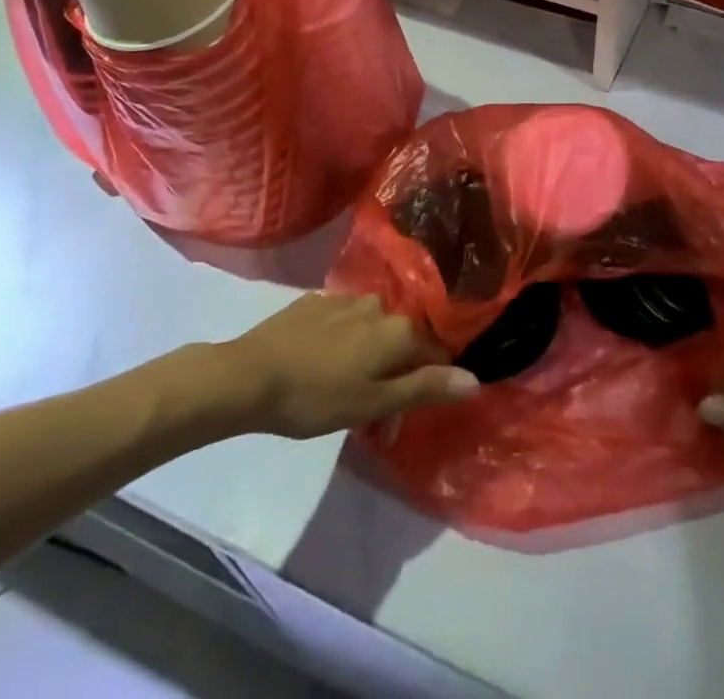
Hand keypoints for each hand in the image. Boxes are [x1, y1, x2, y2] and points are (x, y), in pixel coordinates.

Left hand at [182, 293, 477, 441]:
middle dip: (393, 380)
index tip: (398, 423)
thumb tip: (475, 379)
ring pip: (372, 333)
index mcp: (399, 329)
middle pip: (402, 344)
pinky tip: (320, 368)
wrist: (249, 375)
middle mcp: (380, 305)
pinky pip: (343, 324)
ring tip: (341, 396)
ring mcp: (346, 299)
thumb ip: (426, 388)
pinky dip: (343, 346)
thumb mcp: (374, 402)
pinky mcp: (315, 302)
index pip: (435, 354)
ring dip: (368, 362)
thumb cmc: (317, 396)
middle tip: (368, 422)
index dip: (427, 388)